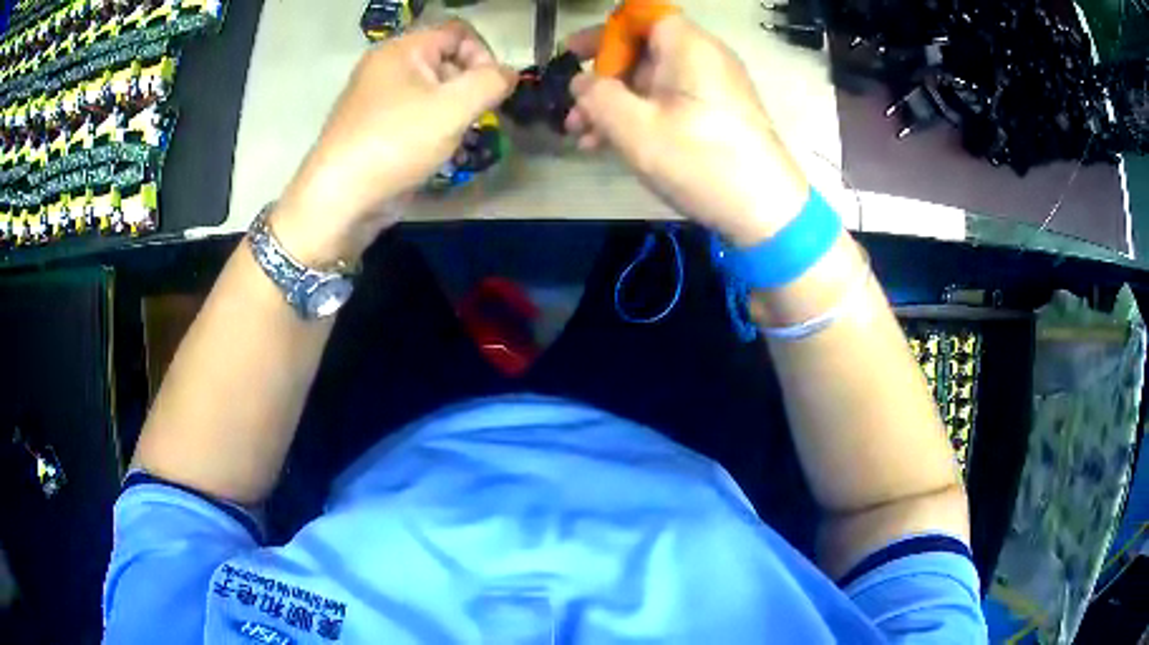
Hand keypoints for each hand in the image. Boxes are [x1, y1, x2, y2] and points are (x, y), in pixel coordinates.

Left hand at [273, 20, 516, 264]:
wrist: (339, 200)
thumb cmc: (396, 143)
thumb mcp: (453, 108)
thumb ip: (491, 83)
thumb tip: (509, 75)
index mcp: (402, 50)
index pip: (458, 32)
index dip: (484, 54)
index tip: (491, 90)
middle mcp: (387, 67)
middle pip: (446, 60)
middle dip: (469, 87)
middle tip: (474, 119)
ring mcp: (378, 99)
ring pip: (433, 91)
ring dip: (454, 112)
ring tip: (455, 140)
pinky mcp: (376, 127)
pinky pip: (415, 115)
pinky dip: (433, 128)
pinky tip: (436, 153)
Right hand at [564, 16, 808, 246]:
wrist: (767, 213)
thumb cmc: (700, 161)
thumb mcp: (635, 128)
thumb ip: (596, 96)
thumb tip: (581, 82)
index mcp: (688, 46)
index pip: (639, 16)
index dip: (603, 33)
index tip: (573, 56)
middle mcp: (704, 57)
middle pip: (642, 50)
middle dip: (601, 79)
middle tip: (572, 112)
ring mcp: (714, 86)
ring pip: (653, 80)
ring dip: (615, 103)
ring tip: (584, 138)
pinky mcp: (719, 113)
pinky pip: (671, 101)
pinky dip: (642, 115)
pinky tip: (614, 145)